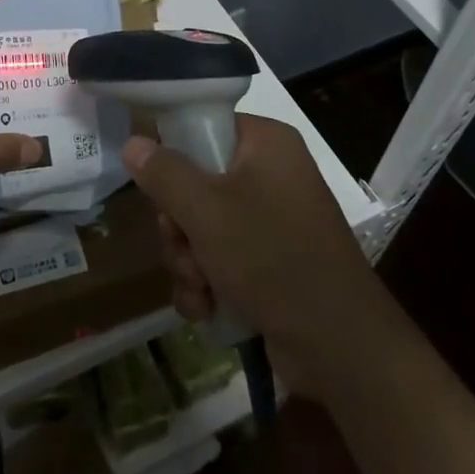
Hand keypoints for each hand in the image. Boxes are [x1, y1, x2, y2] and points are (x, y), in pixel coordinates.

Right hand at [124, 114, 374, 400]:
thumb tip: (134, 142)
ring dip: (188, 260)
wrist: (340, 347)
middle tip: (184, 247)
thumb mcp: (206, 211)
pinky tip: (207, 308)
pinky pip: (217, 258)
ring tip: (201, 286)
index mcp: (265, 144)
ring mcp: (270, 221)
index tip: (160, 188)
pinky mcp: (268, 262)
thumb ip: (164, 173)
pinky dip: (206, 283)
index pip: (203, 126)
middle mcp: (269, 174)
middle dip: (179, 226)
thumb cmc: (272, 258)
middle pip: (195, 182)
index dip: (174, 156)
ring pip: (200, 226)